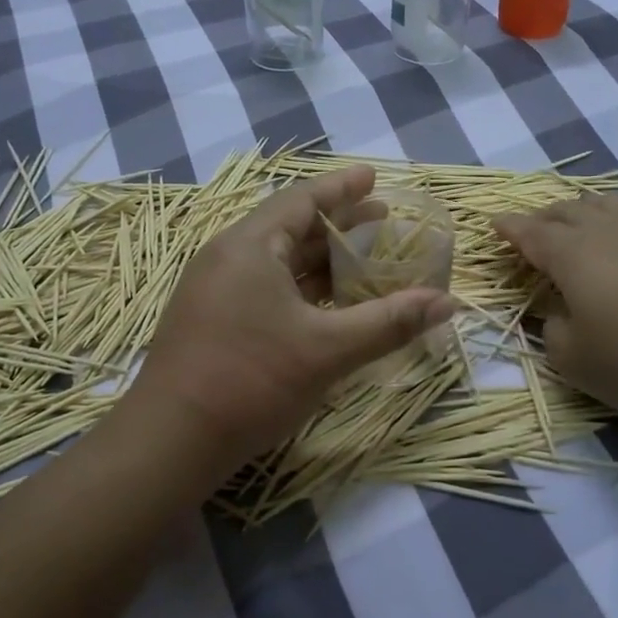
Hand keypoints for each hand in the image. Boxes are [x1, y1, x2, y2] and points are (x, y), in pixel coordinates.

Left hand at [131, 166, 457, 479]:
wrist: (170, 441)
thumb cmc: (251, 380)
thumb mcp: (328, 350)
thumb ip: (389, 322)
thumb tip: (447, 302)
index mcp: (250, 246)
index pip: (302, 200)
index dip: (342, 188)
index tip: (373, 176)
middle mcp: (227, 256)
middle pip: (290, 227)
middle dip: (338, 223)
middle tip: (381, 219)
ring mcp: (214, 288)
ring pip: (277, 260)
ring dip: (319, 258)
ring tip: (362, 258)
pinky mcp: (211, 318)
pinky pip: (263, 285)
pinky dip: (299, 285)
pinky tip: (325, 302)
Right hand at [493, 193, 617, 436]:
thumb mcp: (573, 360)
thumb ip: (552, 331)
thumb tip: (556, 314)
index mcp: (572, 254)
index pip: (531, 232)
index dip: (509, 227)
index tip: (493, 224)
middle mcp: (610, 233)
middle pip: (569, 210)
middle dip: (545, 216)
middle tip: (533, 230)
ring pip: (614, 204)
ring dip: (589, 209)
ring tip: (582, 221)